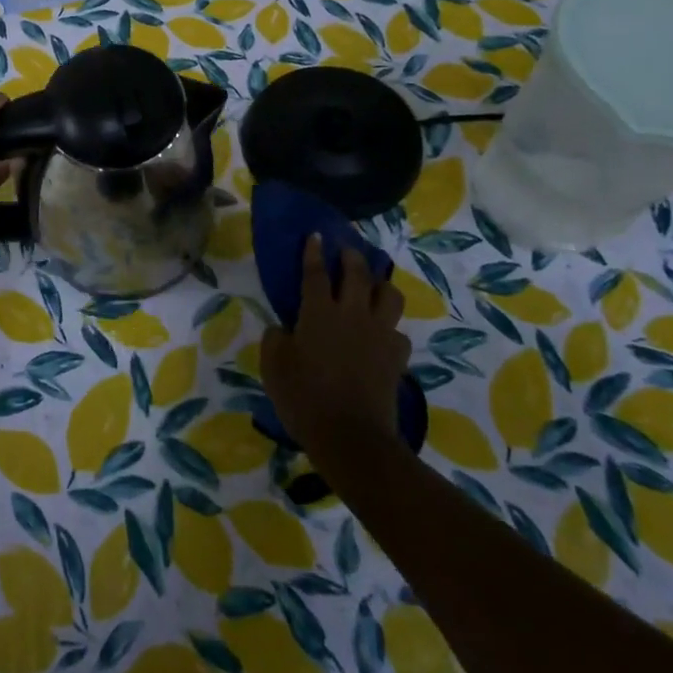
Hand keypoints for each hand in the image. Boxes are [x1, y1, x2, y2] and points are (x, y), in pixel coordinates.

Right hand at [261, 235, 409, 466]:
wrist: (351, 436)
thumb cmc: (304, 399)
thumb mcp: (273, 367)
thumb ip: (276, 340)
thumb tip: (283, 328)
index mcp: (318, 313)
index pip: (314, 272)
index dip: (313, 252)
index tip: (315, 235)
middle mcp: (351, 314)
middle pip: (357, 273)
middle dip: (351, 256)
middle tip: (346, 250)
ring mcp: (379, 334)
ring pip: (389, 295)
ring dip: (380, 284)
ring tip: (373, 285)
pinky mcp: (397, 356)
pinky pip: (398, 332)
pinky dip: (389, 329)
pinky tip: (382, 335)